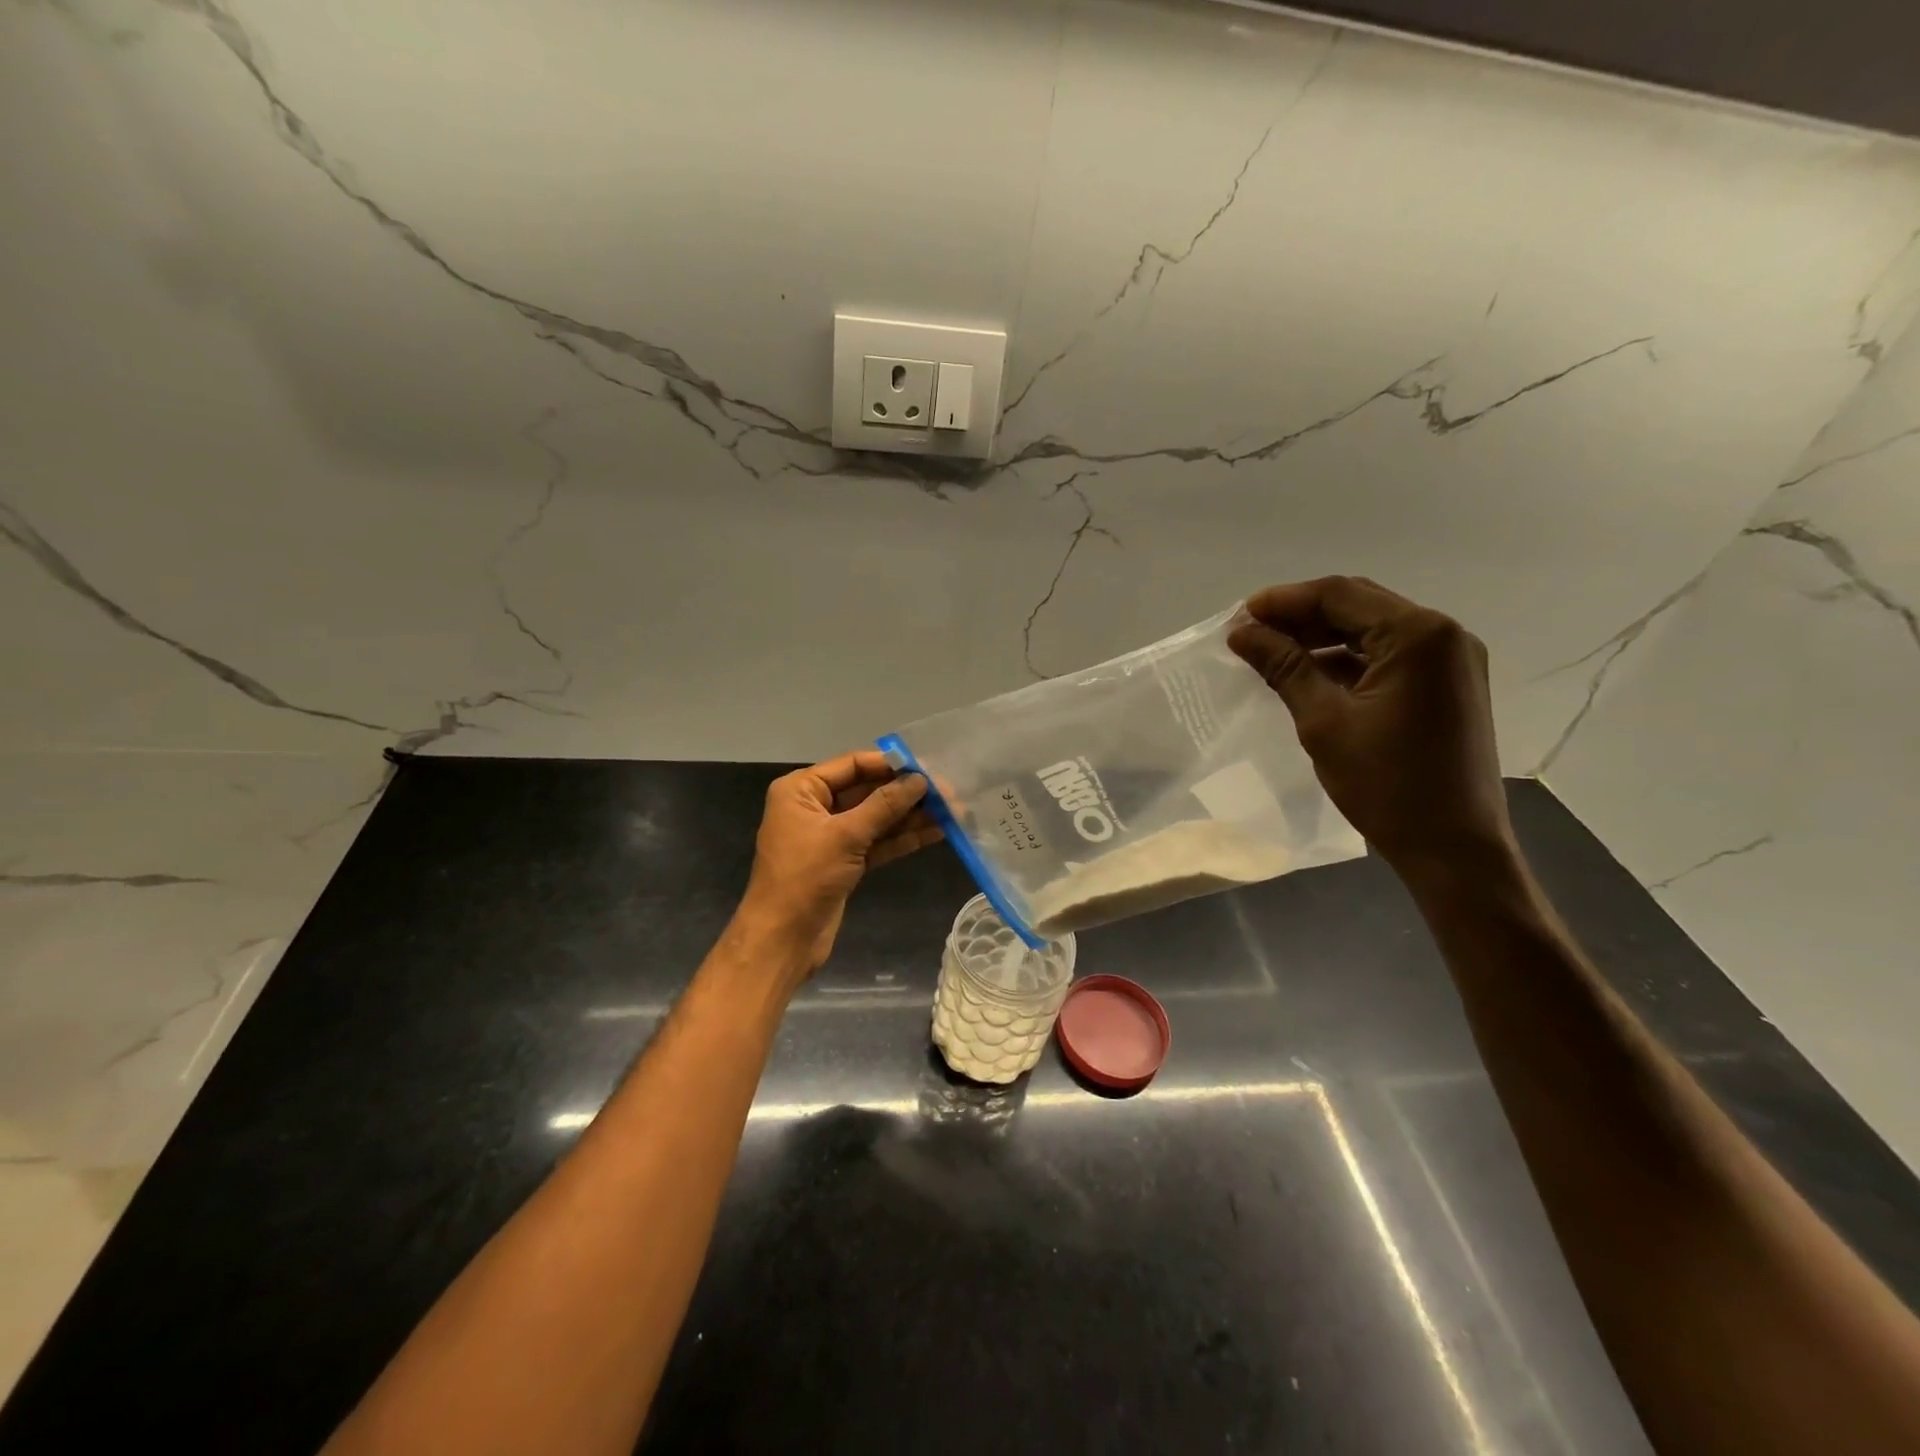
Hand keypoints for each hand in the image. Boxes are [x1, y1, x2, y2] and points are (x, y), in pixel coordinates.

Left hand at [736, 751, 941, 977]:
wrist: (782, 940)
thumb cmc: (805, 877)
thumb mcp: (846, 836)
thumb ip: (884, 805)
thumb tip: (920, 780)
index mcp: (801, 790)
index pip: (852, 765)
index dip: (890, 764)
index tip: (927, 766)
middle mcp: (814, 807)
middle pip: (866, 790)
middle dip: (905, 792)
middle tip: (948, 792)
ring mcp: (830, 836)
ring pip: (875, 818)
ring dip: (909, 816)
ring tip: (951, 812)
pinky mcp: (844, 862)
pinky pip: (876, 842)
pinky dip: (902, 838)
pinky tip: (935, 833)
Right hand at [1228, 576, 1513, 881]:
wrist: (1453, 848)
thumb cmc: (1386, 784)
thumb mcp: (1324, 721)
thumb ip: (1284, 666)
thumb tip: (1241, 632)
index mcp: (1419, 635)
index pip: (1340, 595)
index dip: (1284, 601)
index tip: (1238, 618)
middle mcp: (1444, 635)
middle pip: (1359, 606)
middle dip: (1301, 616)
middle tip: (1250, 634)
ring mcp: (1451, 661)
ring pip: (1372, 631)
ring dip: (1322, 638)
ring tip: (1271, 653)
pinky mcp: (1447, 686)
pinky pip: (1388, 657)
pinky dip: (1347, 660)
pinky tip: (1309, 676)